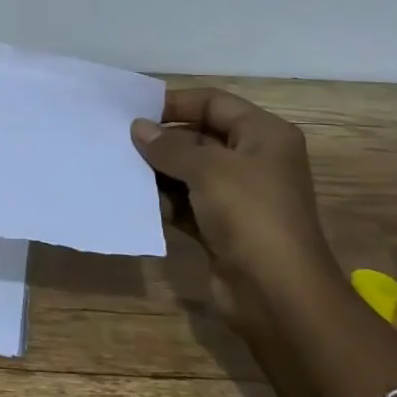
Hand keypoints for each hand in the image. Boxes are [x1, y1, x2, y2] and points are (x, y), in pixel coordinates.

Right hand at [130, 89, 337, 291]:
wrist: (277, 293)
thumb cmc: (249, 215)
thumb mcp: (208, 170)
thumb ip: (169, 146)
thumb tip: (138, 128)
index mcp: (264, 136)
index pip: (215, 103)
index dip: (177, 103)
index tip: (136, 111)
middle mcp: (254, 161)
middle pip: (201, 136)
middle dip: (163, 139)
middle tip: (120, 140)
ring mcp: (239, 196)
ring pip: (191, 172)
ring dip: (159, 171)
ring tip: (121, 168)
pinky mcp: (223, 227)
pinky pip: (188, 203)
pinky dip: (165, 201)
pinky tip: (136, 200)